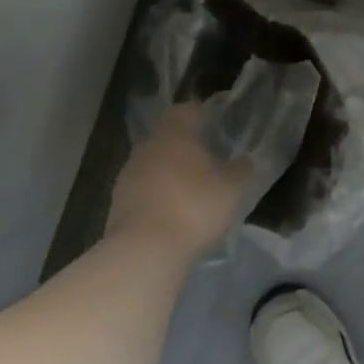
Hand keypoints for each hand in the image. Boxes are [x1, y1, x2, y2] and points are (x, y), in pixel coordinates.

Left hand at [106, 104, 251, 256]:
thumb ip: (241, 170)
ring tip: (191, 190)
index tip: (216, 125)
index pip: (186, 110)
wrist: (143, 253)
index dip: (201, 114)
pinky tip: (173, 213)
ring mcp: (128, 175)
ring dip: (170, 172)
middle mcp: (148, 147)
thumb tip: (246, 160)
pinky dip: (157, 195)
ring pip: (153, 163)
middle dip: (185, 145)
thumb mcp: (232, 189)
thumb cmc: (194, 207)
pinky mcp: (117, 204)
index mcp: (175, 134)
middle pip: (168, 137)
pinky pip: (143, 189)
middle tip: (208, 159)